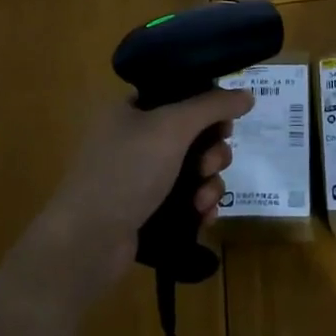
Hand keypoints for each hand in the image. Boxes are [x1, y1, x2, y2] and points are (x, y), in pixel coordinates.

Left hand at [26, 89, 254, 304]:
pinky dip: (199, 204)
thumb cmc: (126, 172)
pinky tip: (203, 217)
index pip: (179, 95)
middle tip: (207, 165)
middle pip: (193, 134)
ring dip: (209, 182)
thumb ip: (212, 106)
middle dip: (212, 151)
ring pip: (194, 169)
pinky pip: (187, 198)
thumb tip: (247, 94)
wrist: (88, 240)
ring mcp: (140, 176)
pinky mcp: (147, 209)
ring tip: (201, 200)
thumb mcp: (171, 127)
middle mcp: (135, 139)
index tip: (224, 125)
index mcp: (131, 110)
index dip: (207, 107)